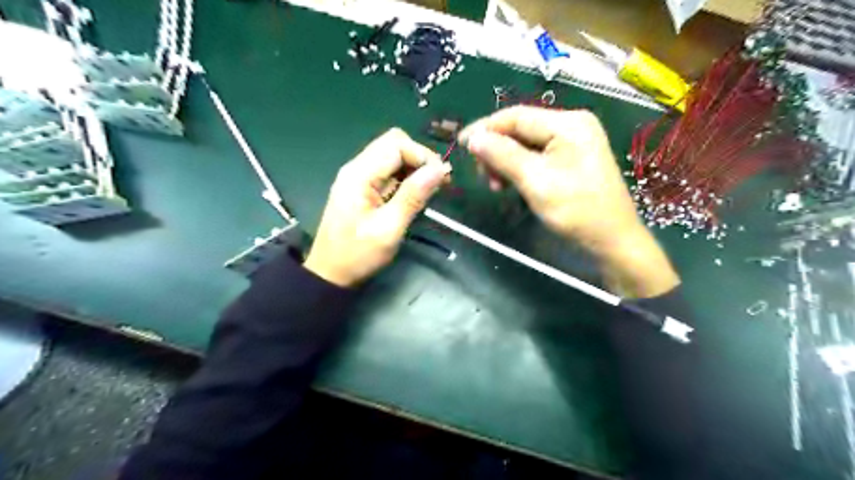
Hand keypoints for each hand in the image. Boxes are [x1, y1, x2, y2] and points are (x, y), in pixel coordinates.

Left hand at [303, 128, 449, 286]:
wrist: (330, 273)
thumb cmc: (358, 255)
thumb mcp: (389, 228)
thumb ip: (413, 196)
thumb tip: (439, 170)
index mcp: (359, 174)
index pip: (396, 144)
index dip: (422, 155)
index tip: (442, 177)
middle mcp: (357, 168)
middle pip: (393, 144)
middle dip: (419, 158)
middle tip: (437, 182)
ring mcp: (358, 177)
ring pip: (392, 156)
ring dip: (414, 168)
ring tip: (430, 189)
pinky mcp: (362, 187)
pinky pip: (387, 171)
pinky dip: (405, 177)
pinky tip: (414, 194)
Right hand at [458, 107, 678, 296]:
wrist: (613, 242)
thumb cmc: (576, 211)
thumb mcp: (535, 181)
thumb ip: (502, 155)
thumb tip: (473, 138)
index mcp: (568, 123)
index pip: (516, 116)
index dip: (485, 128)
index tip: (460, 144)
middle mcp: (572, 125)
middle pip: (520, 129)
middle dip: (496, 149)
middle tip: (482, 176)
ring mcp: (574, 142)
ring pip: (526, 144)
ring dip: (505, 161)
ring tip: (495, 186)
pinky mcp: (572, 159)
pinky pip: (537, 156)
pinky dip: (519, 168)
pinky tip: (511, 184)